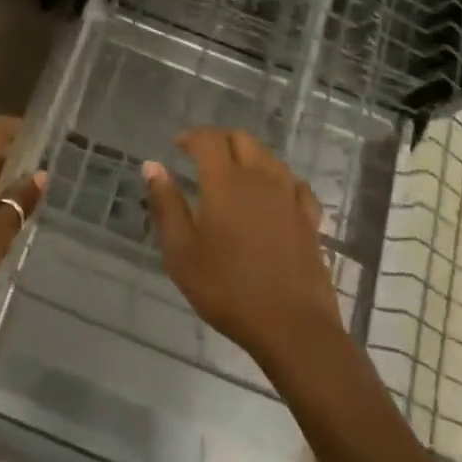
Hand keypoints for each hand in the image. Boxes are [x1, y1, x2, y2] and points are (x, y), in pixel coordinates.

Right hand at [144, 128, 345, 364]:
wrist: (291, 326)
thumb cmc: (227, 288)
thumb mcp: (181, 252)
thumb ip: (166, 204)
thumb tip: (152, 166)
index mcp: (225, 182)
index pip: (209, 140)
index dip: (192, 136)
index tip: (177, 145)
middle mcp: (260, 178)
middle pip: (242, 139)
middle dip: (220, 139)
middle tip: (202, 156)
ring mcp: (289, 197)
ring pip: (269, 157)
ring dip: (248, 154)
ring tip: (233, 172)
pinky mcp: (309, 219)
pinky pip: (295, 183)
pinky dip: (279, 178)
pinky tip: (273, 193)